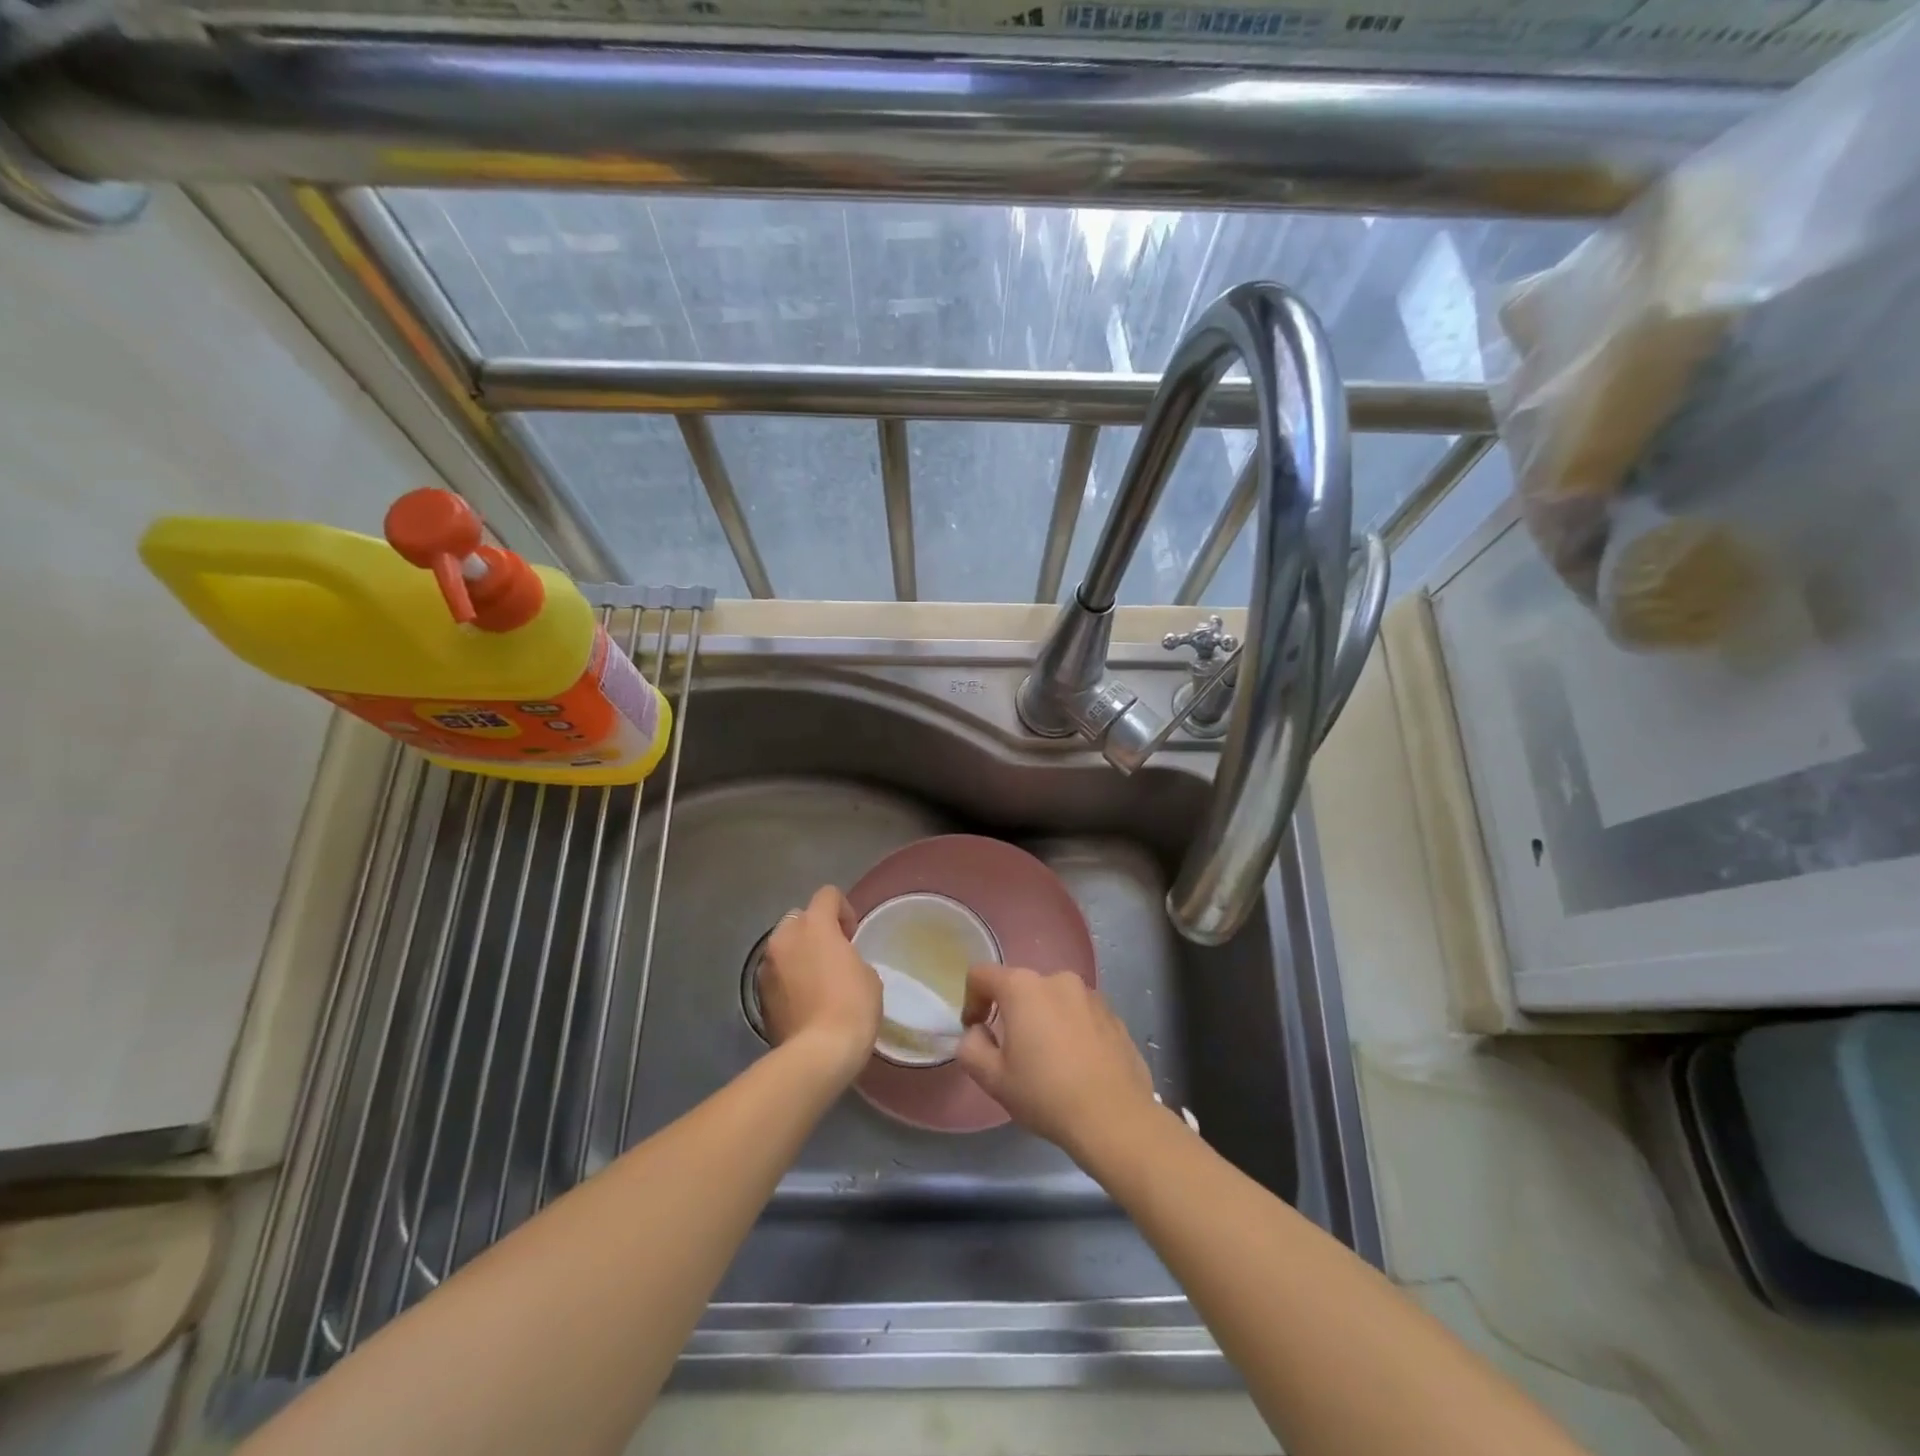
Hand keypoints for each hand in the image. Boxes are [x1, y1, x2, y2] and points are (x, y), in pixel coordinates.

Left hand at [758, 885, 880, 1079]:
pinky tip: (803, 1001)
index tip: (852, 935)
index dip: (843, 910)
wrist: (818, 1053)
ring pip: (783, 946)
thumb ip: (850, 956)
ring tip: (815, 981)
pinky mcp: (758, 994)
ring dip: (798, 954)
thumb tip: (839, 963)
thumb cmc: (853, 1006)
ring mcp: (766, 966)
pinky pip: (775, 973)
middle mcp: (784, 937)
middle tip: (832, 955)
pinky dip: (787, 978)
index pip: (828, 895)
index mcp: (815, 925)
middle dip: (815, 930)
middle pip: (799, 918)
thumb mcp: (868, 975)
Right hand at [956, 965, 1159, 1161]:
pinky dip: (1071, 1030)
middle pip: (1020, 987)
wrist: (1116, 1119)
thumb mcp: (993, 1079)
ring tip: (1049, 1062)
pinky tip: (1077, 1066)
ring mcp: (1091, 995)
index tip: (977, 1031)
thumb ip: (971, 1047)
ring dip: (1043, 1020)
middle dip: (1010, 1013)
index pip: (982, 975)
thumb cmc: (1046, 1095)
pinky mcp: (1114, 1015)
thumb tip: (978, 1032)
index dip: (971, 1000)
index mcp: (1023, 987)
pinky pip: (1080, 1014)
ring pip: (1053, 1000)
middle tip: (1012, 1054)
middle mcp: (1058, 980)